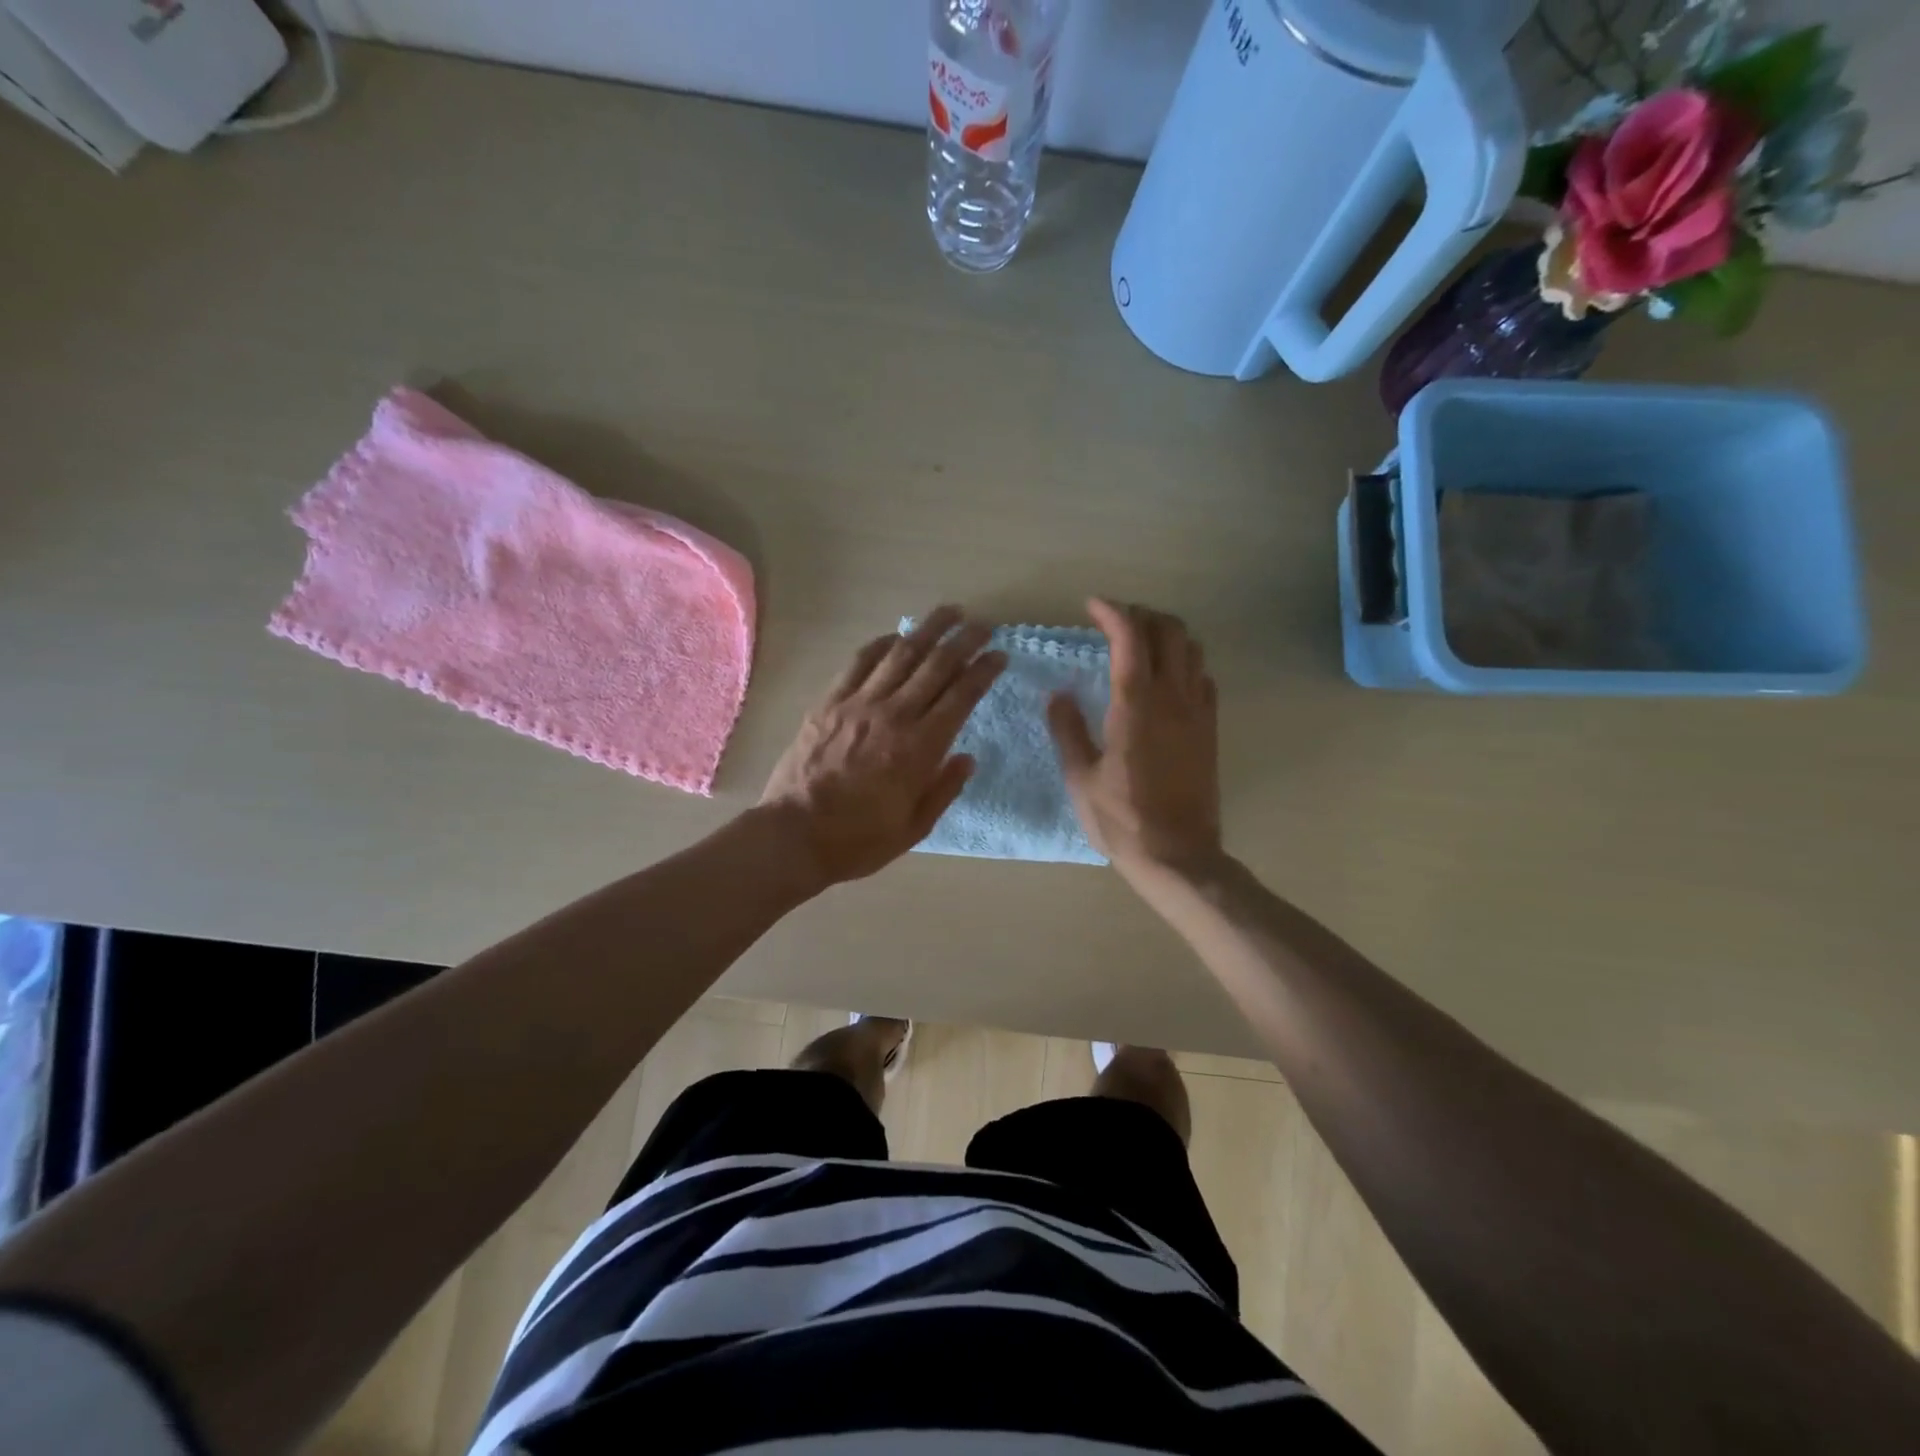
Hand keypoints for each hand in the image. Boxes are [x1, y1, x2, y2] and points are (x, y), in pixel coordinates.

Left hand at [761, 605, 1005, 885]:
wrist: (794, 835)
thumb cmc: (859, 839)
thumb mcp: (914, 827)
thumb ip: (944, 789)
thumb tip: (968, 757)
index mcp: (920, 748)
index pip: (962, 696)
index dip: (984, 671)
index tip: (999, 655)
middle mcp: (894, 715)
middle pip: (936, 665)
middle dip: (964, 640)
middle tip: (983, 624)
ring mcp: (858, 704)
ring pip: (901, 654)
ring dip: (928, 629)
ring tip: (948, 612)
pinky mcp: (829, 702)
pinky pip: (860, 662)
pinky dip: (881, 644)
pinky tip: (895, 637)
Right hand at [1048, 599, 1221, 882]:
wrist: (1178, 856)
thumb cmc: (1121, 820)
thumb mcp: (1081, 778)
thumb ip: (1068, 730)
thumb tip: (1059, 695)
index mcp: (1135, 705)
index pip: (1129, 637)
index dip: (1112, 612)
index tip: (1091, 606)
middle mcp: (1173, 698)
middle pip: (1169, 631)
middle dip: (1142, 615)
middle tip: (1115, 623)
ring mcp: (1197, 713)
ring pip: (1193, 650)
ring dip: (1167, 636)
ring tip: (1140, 646)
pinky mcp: (1210, 731)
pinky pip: (1204, 679)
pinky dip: (1185, 664)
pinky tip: (1166, 681)